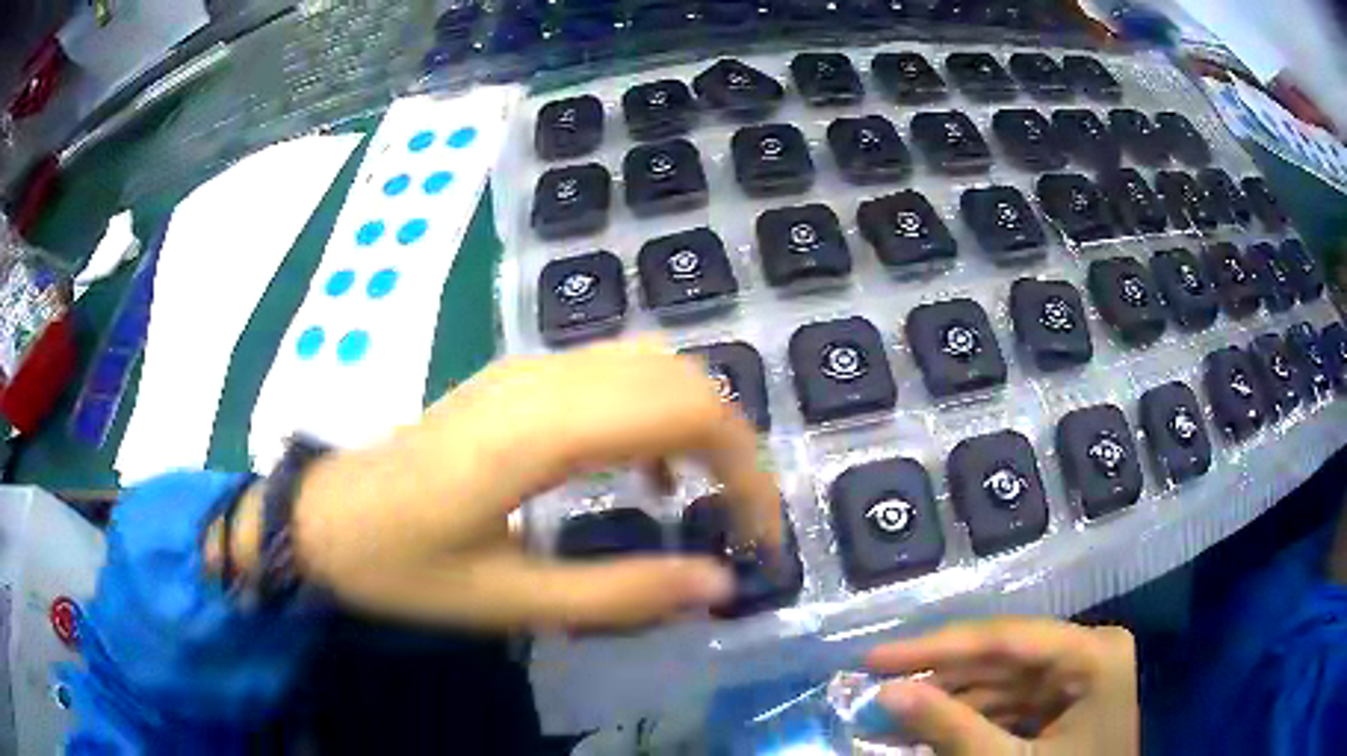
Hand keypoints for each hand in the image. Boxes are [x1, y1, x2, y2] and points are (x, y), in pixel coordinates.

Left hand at [212, 338, 780, 631]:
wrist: (326, 516)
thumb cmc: (402, 566)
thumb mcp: (508, 602)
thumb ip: (618, 595)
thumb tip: (718, 585)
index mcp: (541, 431)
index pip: (688, 413)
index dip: (746, 470)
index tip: (759, 537)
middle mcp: (544, 380)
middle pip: (681, 377)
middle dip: (733, 447)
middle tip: (741, 521)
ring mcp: (528, 370)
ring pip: (651, 364)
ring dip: (697, 424)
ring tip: (703, 496)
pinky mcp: (516, 379)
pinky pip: (613, 372)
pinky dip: (655, 411)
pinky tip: (642, 470)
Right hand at [866, 618, 1137, 755]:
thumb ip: (952, 729)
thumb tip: (888, 692)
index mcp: (1094, 654)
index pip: (1008, 638)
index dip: (937, 646)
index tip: (875, 656)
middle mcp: (1089, 651)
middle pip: (1003, 656)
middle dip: (940, 675)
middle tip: (875, 683)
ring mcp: (1079, 675)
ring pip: (1002, 679)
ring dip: (949, 698)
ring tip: (892, 710)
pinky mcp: (1066, 700)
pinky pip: (1011, 701)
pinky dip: (970, 716)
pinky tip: (930, 726)